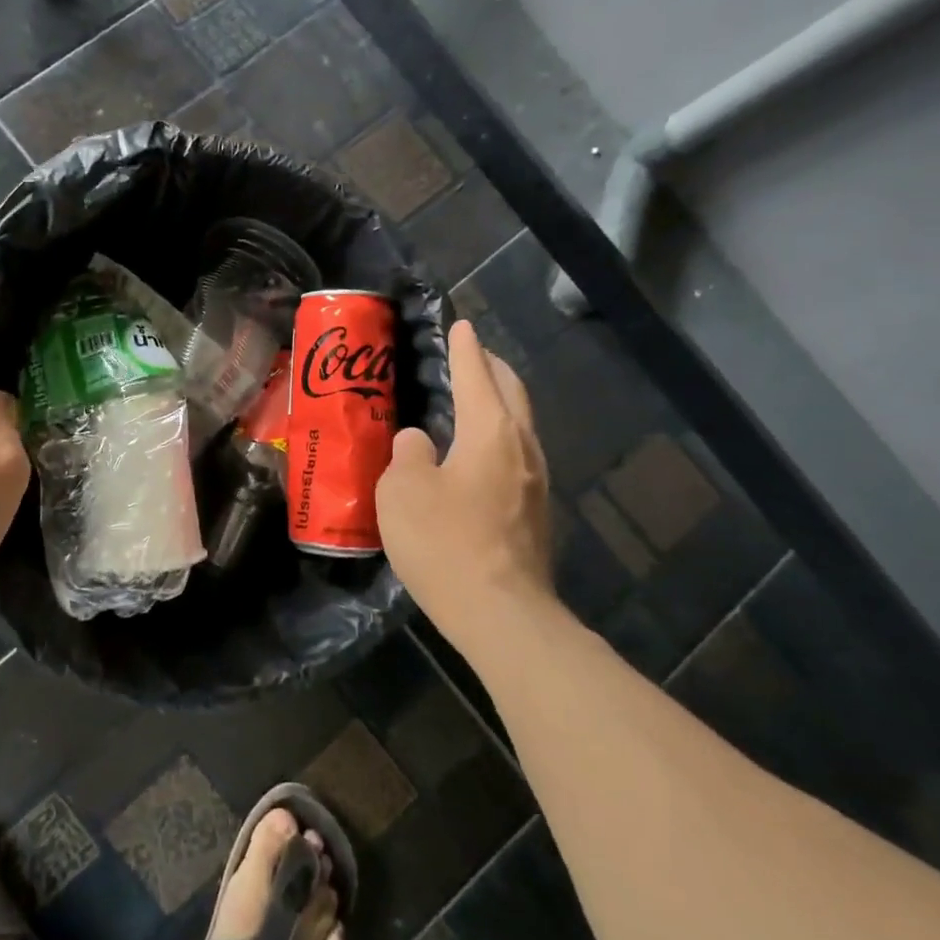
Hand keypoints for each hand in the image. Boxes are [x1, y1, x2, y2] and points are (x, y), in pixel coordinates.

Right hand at [377, 319, 559, 653]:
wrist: (501, 614)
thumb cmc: (445, 541)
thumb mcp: (403, 490)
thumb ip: (409, 454)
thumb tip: (421, 442)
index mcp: (491, 431)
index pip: (477, 374)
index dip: (465, 348)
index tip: (460, 325)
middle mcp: (522, 448)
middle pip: (512, 393)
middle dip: (492, 368)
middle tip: (471, 355)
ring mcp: (536, 483)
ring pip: (519, 426)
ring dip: (499, 404)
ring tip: (474, 400)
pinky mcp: (535, 514)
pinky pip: (516, 457)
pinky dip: (498, 439)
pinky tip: (478, 456)